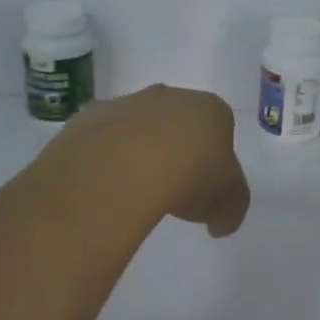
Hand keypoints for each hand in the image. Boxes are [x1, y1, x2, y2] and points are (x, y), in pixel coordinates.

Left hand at [55, 84, 250, 236]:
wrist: (125, 167)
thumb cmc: (191, 177)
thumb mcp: (228, 204)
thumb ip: (230, 210)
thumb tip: (220, 223)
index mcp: (210, 110)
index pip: (219, 127)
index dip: (215, 156)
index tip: (207, 184)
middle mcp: (170, 96)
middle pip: (177, 121)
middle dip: (176, 147)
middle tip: (173, 186)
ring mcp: (127, 103)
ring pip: (137, 126)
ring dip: (138, 150)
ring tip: (135, 190)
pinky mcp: (89, 117)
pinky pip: (102, 139)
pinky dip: (105, 157)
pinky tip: (106, 184)